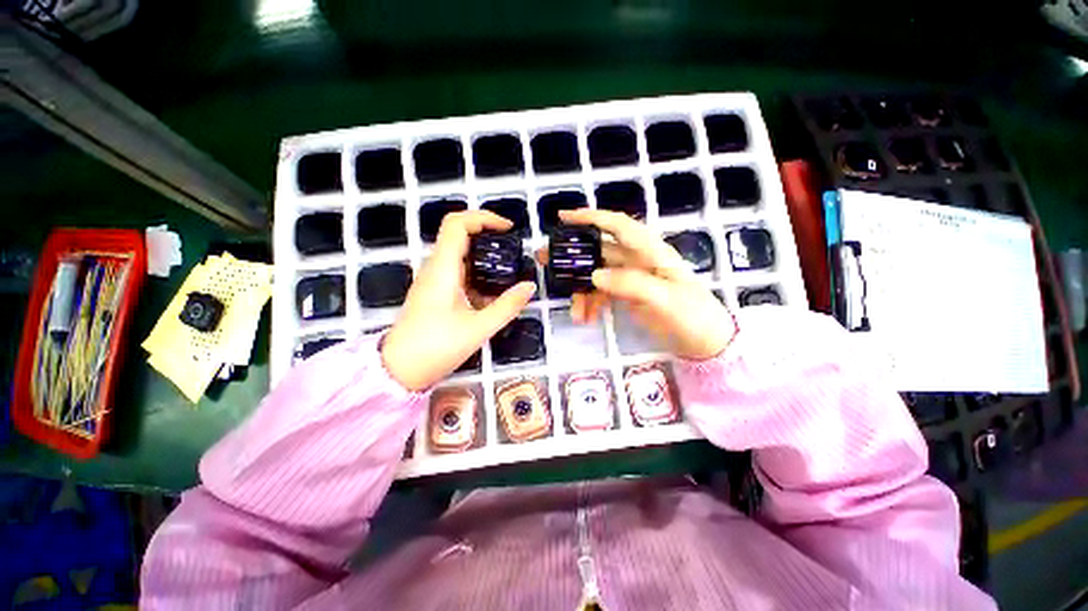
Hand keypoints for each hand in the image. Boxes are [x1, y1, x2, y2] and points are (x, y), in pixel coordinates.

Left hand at [382, 211, 534, 390]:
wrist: (398, 370)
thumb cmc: (435, 347)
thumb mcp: (479, 328)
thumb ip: (507, 306)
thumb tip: (529, 286)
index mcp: (442, 269)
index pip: (457, 224)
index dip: (483, 218)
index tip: (508, 229)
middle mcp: (435, 268)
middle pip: (459, 235)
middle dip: (488, 236)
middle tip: (513, 249)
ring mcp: (433, 280)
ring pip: (459, 255)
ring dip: (484, 257)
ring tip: (508, 270)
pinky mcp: (435, 293)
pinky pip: (458, 273)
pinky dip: (477, 275)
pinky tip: (492, 292)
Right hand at [541, 209, 736, 360]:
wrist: (705, 342)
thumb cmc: (693, 315)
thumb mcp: (665, 299)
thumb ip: (631, 284)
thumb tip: (595, 275)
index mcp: (650, 251)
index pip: (618, 225)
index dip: (591, 217)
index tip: (563, 218)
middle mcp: (637, 259)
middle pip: (599, 250)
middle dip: (573, 256)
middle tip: (545, 260)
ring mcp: (631, 278)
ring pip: (596, 275)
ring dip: (581, 291)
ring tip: (574, 313)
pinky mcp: (627, 294)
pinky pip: (601, 293)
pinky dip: (590, 303)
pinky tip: (585, 318)